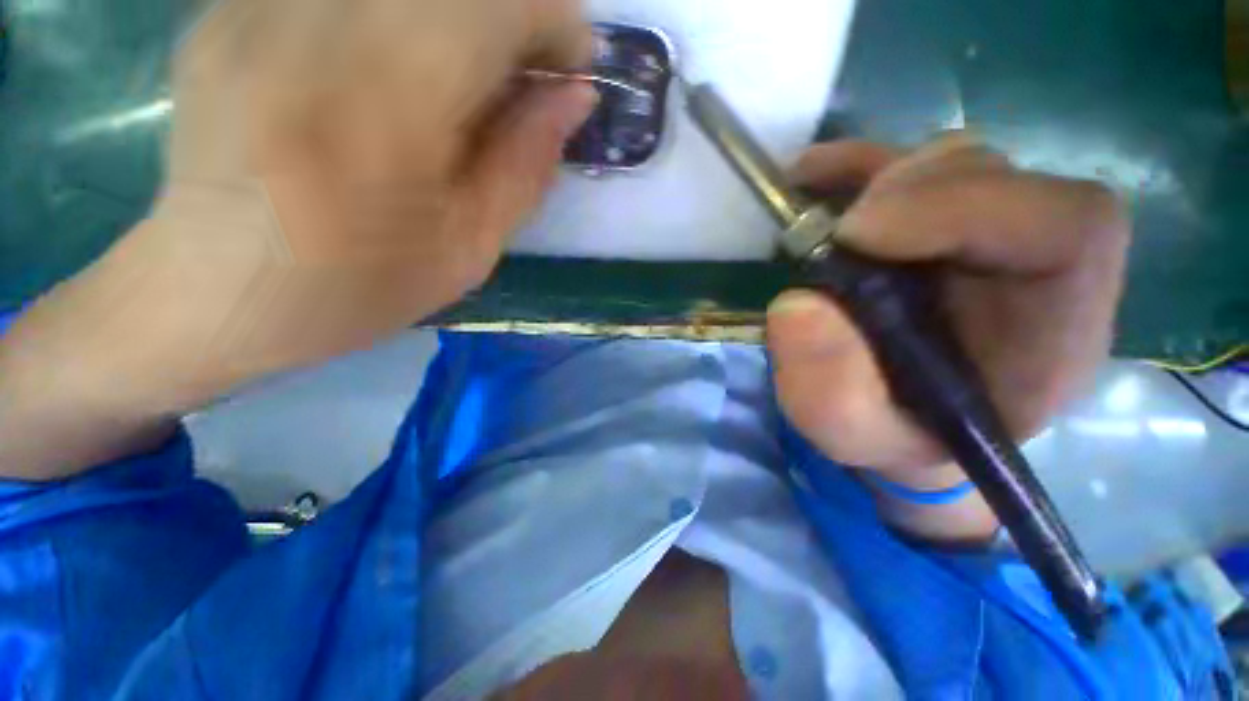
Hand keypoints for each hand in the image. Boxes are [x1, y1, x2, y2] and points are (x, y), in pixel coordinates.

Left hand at [143, 0, 593, 385]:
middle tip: (518, 83)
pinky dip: (402, 18)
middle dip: (513, 18)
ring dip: (461, 21)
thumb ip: (526, 165)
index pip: (503, 1)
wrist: (214, 291)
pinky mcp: (235, 2)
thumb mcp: (470, 249)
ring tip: (462, 85)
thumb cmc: (358, 288)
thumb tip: (574, 96)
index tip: (565, 74)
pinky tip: (391, 75)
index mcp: (386, 105)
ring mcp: (261, 0)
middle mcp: (315, 22)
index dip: (556, 23)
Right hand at [766, 135, 1128, 538]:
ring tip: (817, 226)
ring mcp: (986, 233)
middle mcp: (1035, 266)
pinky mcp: (938, 220)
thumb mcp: (852, 436)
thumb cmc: (889, 434)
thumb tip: (799, 306)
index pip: (1070, 228)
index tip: (856, 237)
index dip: (966, 207)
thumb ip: (829, 393)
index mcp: (1052, 330)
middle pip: (1001, 179)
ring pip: (955, 165)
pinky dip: (857, 163)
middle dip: (908, 192)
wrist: (898, 418)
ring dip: (875, 182)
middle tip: (833, 237)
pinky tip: (811, 176)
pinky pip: (910, 165)